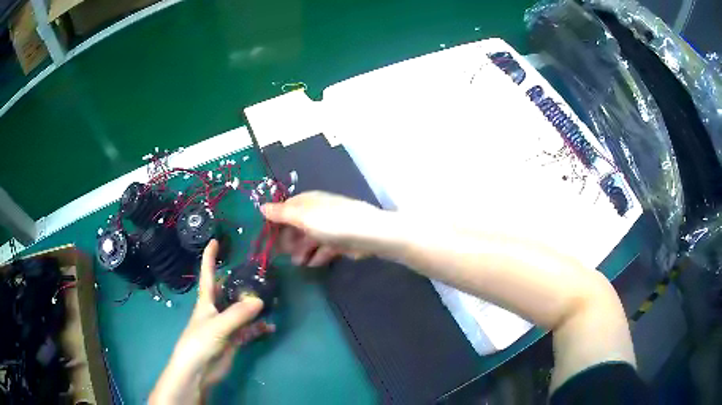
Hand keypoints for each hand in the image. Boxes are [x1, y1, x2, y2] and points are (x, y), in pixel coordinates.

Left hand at [150, 240, 273, 404]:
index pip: (207, 274)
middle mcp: (216, 310)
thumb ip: (238, 313)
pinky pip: (250, 331)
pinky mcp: (234, 340)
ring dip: (255, 307)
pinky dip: (260, 329)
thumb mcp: (217, 325)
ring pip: (242, 311)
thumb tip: (259, 299)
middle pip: (228, 291)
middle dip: (241, 282)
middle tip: (259, 274)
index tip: (215, 241)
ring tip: (272, 300)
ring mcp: (226, 326)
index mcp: (206, 301)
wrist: (198, 371)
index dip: (210, 257)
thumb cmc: (199, 342)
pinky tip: (271, 327)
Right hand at [261, 191, 382, 266]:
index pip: (286, 209)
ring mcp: (331, 227)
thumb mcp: (302, 217)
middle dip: (289, 240)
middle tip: (282, 255)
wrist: (369, 235)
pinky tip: (314, 264)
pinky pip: (325, 249)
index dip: (276, 223)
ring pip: (310, 239)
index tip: (268, 238)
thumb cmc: (331, 223)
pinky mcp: (341, 242)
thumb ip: (281, 214)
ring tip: (298, 263)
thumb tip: (261, 207)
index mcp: (308, 202)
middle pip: (298, 226)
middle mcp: (318, 212)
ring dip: (302, 251)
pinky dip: (318, 256)